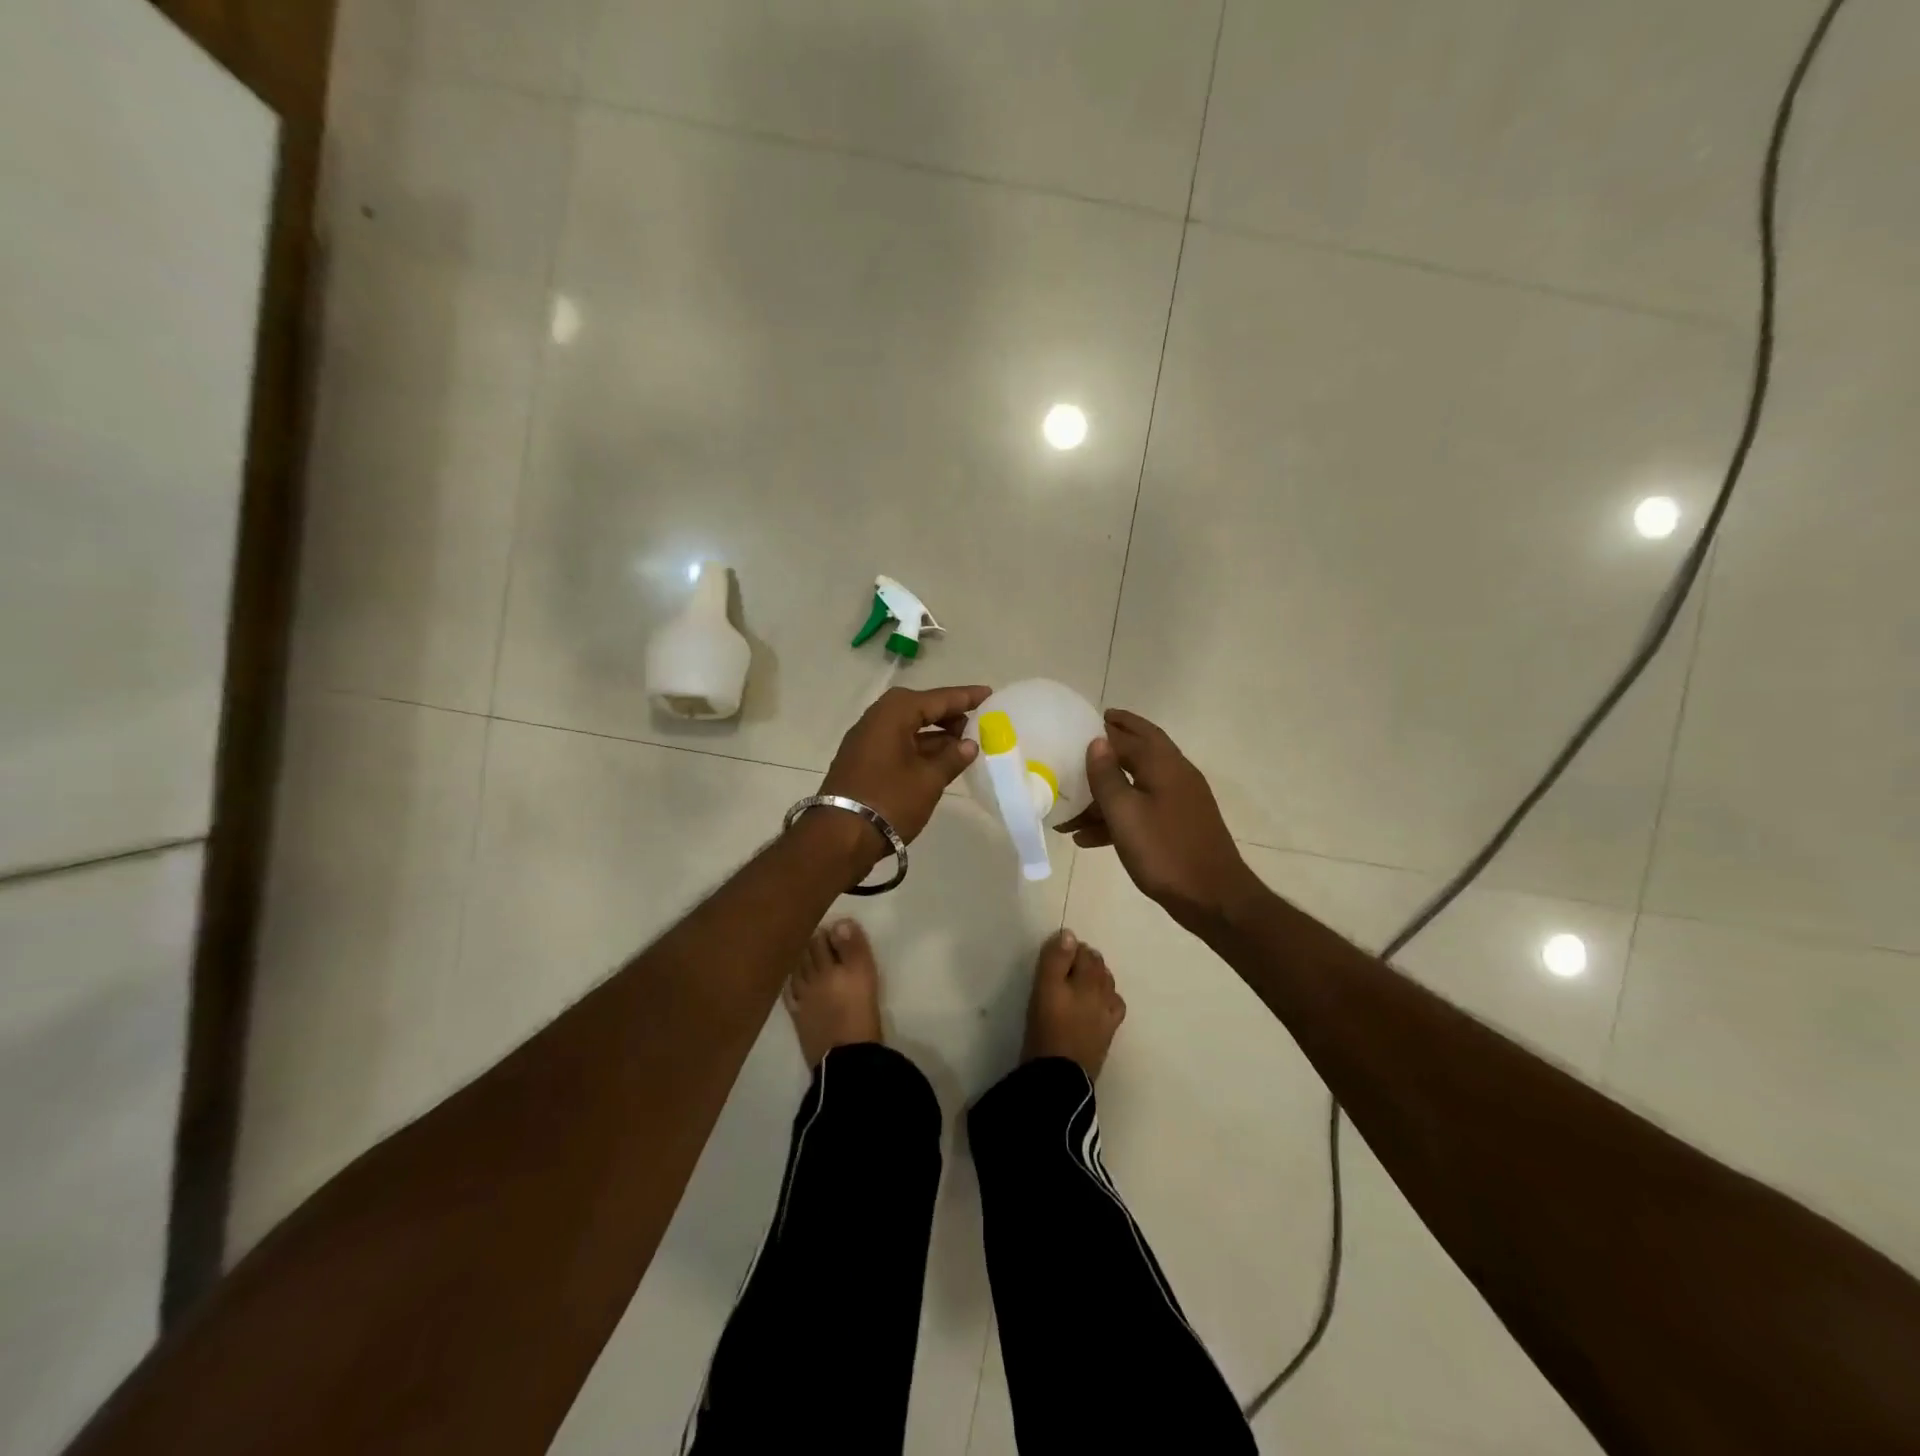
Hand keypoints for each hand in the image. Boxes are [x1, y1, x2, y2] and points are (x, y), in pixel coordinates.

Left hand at [816, 684, 989, 858]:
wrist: (839, 837)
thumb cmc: (889, 801)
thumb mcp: (928, 780)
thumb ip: (952, 758)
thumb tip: (969, 744)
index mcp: (893, 714)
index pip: (936, 698)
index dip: (964, 697)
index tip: (989, 694)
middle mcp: (876, 719)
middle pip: (918, 708)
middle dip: (948, 715)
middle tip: (975, 725)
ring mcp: (866, 741)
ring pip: (907, 727)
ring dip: (935, 734)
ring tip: (964, 746)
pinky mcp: (862, 762)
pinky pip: (897, 744)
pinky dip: (919, 748)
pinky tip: (939, 762)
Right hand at [1056, 709, 1263, 932]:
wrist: (1214, 898)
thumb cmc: (1165, 851)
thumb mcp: (1125, 813)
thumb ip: (1107, 776)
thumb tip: (1097, 740)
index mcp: (1163, 765)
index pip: (1128, 736)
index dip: (1102, 729)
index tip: (1077, 723)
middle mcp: (1175, 774)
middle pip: (1139, 750)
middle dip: (1113, 743)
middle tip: (1085, 736)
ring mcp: (1180, 801)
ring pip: (1136, 784)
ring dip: (1105, 792)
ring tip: (1069, 805)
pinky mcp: (1178, 825)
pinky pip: (1142, 810)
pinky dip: (1117, 816)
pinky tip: (1088, 838)